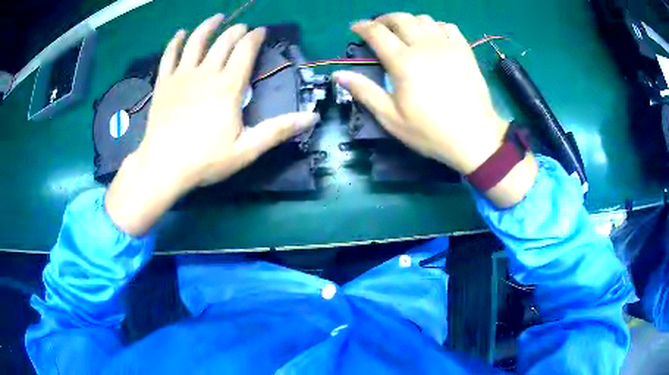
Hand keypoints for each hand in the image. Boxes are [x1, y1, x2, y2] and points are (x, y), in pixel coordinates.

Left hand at [106, 14, 318, 234]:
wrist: (163, 167)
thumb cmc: (205, 160)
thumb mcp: (246, 150)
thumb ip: (277, 130)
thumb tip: (312, 117)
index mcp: (228, 86)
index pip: (245, 51)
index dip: (255, 37)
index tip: (261, 30)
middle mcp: (206, 73)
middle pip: (223, 42)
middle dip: (235, 30)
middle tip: (243, 26)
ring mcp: (182, 76)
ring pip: (195, 41)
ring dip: (208, 26)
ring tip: (216, 18)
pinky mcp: (163, 83)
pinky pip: (169, 56)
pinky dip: (174, 42)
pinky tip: (179, 34)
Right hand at [334, 13, 535, 205]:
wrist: (475, 137)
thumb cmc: (431, 132)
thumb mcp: (392, 118)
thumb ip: (365, 92)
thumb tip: (339, 74)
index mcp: (403, 62)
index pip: (377, 33)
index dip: (362, 27)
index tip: (355, 28)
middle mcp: (424, 46)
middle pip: (400, 18)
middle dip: (383, 19)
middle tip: (378, 28)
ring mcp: (447, 45)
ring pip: (423, 18)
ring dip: (409, 21)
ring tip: (405, 32)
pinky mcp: (464, 50)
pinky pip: (447, 26)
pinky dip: (435, 26)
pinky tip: (433, 37)